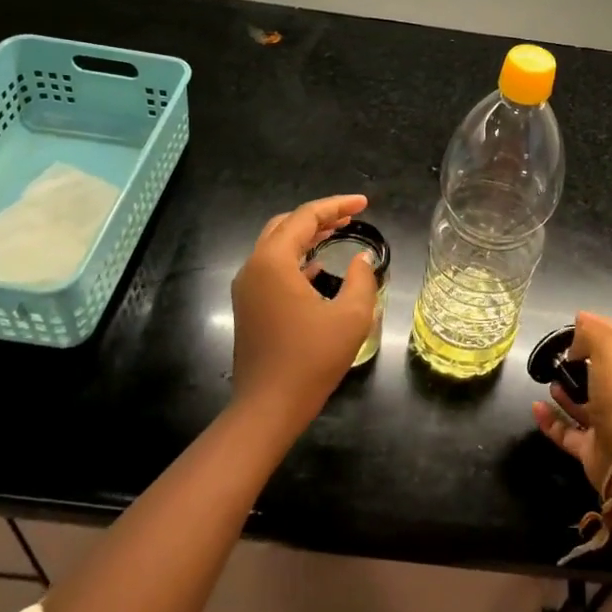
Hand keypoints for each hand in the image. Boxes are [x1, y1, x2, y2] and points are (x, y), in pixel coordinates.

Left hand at [230, 194, 377, 430]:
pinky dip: (296, 260)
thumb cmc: (311, 359)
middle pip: (285, 226)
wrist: (268, 407)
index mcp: (274, 262)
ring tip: (338, 234)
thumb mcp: (351, 316)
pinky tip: (319, 268)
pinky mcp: (249, 307)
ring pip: (276, 246)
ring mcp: (247, 288)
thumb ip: (362, 279)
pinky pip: (272, 269)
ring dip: (306, 237)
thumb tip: (361, 259)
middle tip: (351, 217)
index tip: (364, 203)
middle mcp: (254, 267)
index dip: (337, 206)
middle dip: (319, 217)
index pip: (305, 217)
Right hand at [531, 311, 611, 490]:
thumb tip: (582, 321)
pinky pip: (567, 430)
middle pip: (603, 371)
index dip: (602, 327)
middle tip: (562, 354)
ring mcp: (610, 423)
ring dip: (566, 391)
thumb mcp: (610, 350)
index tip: (577, 322)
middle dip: (581, 360)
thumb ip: (594, 332)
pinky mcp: (592, 448)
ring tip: (551, 380)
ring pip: (585, 402)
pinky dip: (551, 420)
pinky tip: (537, 407)